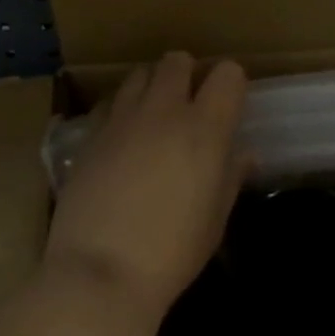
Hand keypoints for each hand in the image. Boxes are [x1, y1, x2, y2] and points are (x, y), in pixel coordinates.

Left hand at [44, 52, 247, 322]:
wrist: (99, 275)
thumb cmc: (170, 255)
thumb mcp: (214, 222)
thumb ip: (230, 177)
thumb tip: (244, 154)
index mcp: (204, 128)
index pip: (228, 73)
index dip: (231, 84)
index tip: (227, 105)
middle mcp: (165, 110)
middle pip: (178, 60)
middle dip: (187, 74)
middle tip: (188, 105)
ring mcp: (123, 117)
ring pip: (141, 73)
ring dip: (152, 86)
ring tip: (153, 116)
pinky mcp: (91, 132)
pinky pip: (111, 102)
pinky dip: (121, 109)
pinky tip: (121, 138)